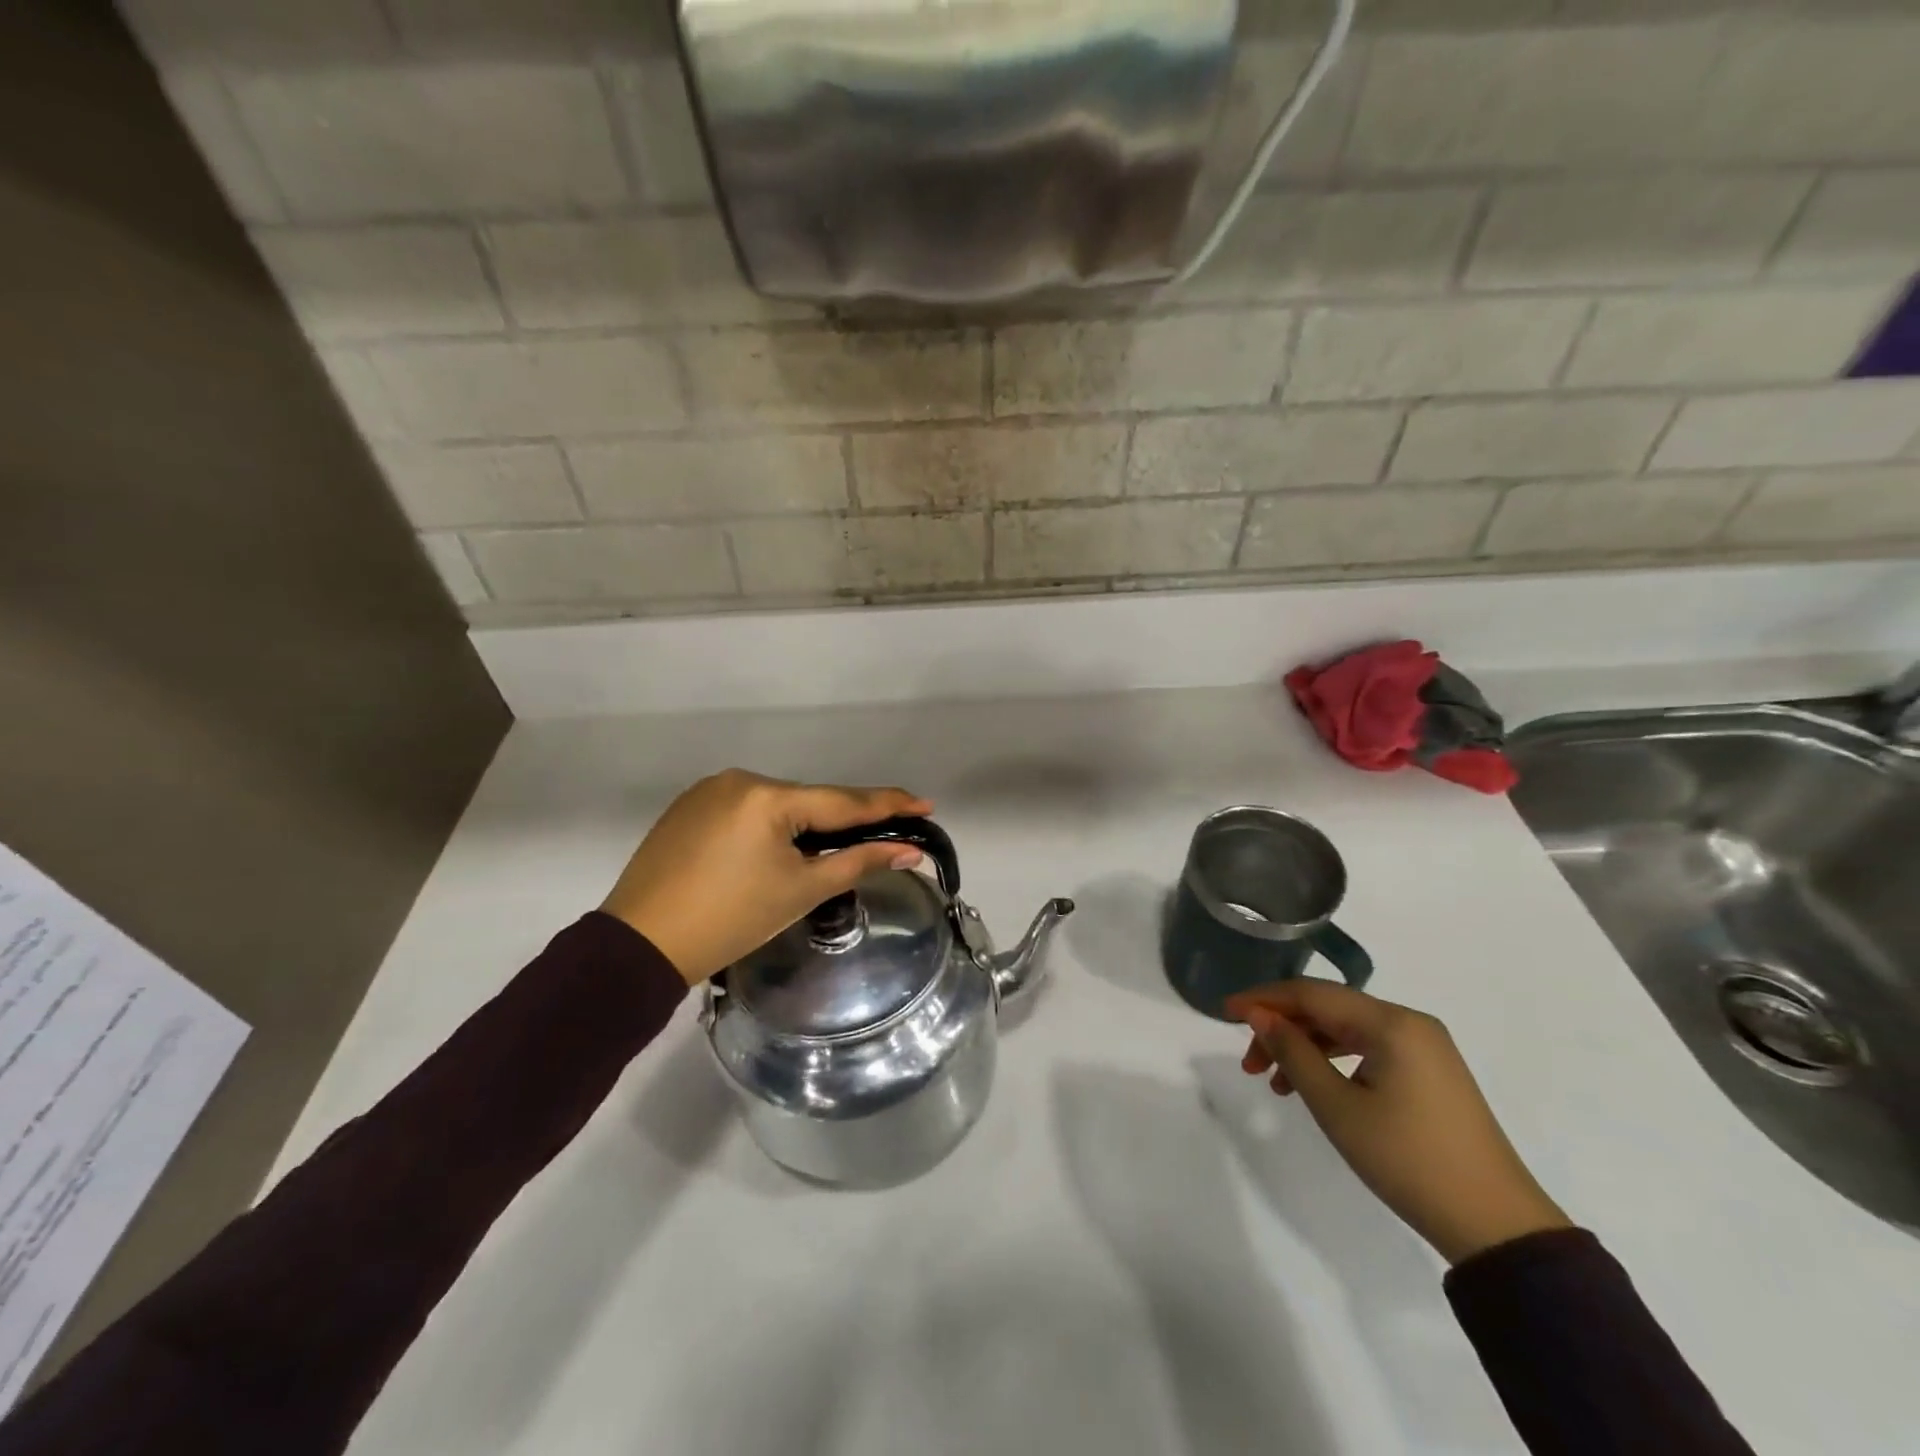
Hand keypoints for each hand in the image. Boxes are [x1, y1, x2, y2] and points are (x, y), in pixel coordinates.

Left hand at [601, 770, 932, 985]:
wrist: (640, 945)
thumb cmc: (730, 920)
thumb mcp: (801, 891)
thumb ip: (858, 862)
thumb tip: (909, 850)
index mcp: (769, 796)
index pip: (842, 800)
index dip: (887, 804)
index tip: (925, 804)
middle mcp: (740, 780)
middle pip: (808, 801)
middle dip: (842, 821)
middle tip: (880, 836)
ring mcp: (709, 790)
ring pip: (776, 805)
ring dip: (803, 825)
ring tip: (824, 853)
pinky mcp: (688, 807)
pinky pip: (745, 810)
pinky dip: (768, 827)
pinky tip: (771, 852)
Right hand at [1227, 980, 1570, 1264]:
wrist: (1496, 1226)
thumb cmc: (1408, 1160)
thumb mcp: (1337, 1107)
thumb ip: (1293, 1053)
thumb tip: (1259, 1015)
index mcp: (1391, 1022)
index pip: (1312, 993)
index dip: (1263, 999)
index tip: (1224, 1010)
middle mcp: (1409, 1022)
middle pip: (1328, 1008)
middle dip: (1282, 1028)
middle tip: (1248, 1062)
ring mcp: (1424, 1047)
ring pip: (1346, 1030)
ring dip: (1304, 1047)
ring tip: (1272, 1081)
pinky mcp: (1430, 1072)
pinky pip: (1368, 1049)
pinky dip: (1333, 1061)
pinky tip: (1311, 1086)